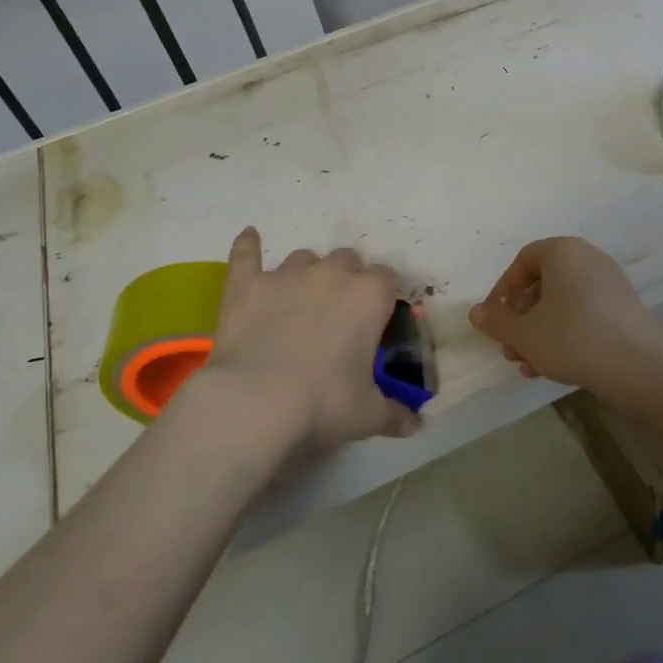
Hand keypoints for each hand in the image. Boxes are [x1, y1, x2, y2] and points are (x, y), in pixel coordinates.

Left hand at [198, 228, 418, 457]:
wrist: (256, 402)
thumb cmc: (324, 403)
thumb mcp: (369, 415)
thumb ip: (396, 414)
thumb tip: (415, 424)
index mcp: (369, 297)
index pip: (387, 278)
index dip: (384, 296)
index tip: (378, 319)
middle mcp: (331, 275)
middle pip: (347, 260)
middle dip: (347, 279)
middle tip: (340, 314)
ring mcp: (286, 275)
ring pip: (304, 257)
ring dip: (308, 273)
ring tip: (300, 300)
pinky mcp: (247, 284)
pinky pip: (247, 253)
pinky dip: (248, 246)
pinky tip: (249, 237)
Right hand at [468, 237, 662, 397]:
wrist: (638, 367)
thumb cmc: (573, 339)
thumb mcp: (524, 333)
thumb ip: (496, 320)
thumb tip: (477, 312)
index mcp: (564, 252)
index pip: (523, 260)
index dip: (503, 289)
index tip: (495, 319)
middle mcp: (589, 259)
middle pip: (542, 283)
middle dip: (520, 318)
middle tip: (509, 348)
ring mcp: (610, 284)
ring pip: (561, 304)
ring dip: (538, 332)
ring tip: (527, 364)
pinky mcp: (623, 309)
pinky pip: (583, 314)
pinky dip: (564, 334)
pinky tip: (552, 367)